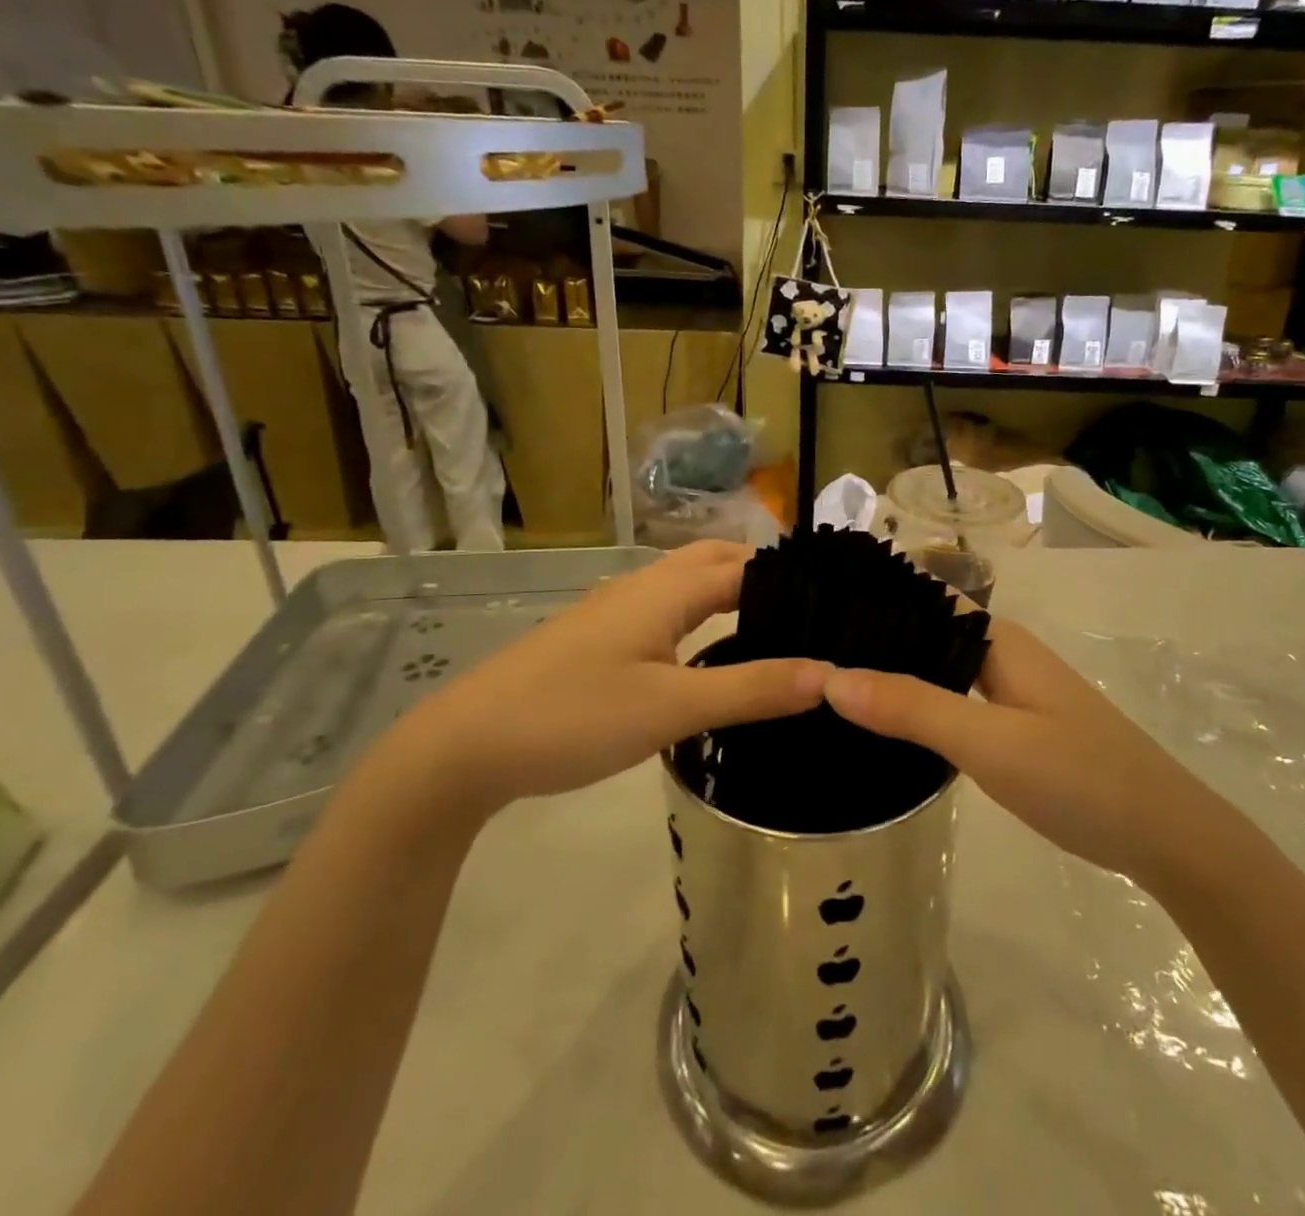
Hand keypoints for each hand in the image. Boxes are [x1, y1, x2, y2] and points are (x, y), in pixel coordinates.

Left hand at [394, 542, 831, 814]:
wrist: (467, 746)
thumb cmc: (574, 716)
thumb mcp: (672, 708)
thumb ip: (751, 689)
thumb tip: (828, 674)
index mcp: (666, 590)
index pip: (745, 564)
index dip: (791, 576)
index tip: (837, 598)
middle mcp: (643, 587)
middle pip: (715, 560)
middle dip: (763, 573)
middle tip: (811, 609)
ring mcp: (616, 611)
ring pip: (687, 584)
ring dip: (731, 591)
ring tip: (774, 625)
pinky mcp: (600, 637)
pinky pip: (666, 610)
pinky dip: (702, 615)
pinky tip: (711, 652)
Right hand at [824, 620, 1185, 878]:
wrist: (1165, 836)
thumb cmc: (1078, 776)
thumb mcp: (988, 742)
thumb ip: (912, 708)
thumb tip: (829, 677)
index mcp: (996, 640)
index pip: (921, 598)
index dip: (872, 598)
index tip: (811, 609)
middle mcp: (1001, 654)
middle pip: (925, 632)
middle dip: (873, 638)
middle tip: (805, 653)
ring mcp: (1011, 691)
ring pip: (938, 668)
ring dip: (894, 672)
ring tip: (829, 683)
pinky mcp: (1016, 726)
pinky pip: (953, 700)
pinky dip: (918, 703)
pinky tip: (886, 724)